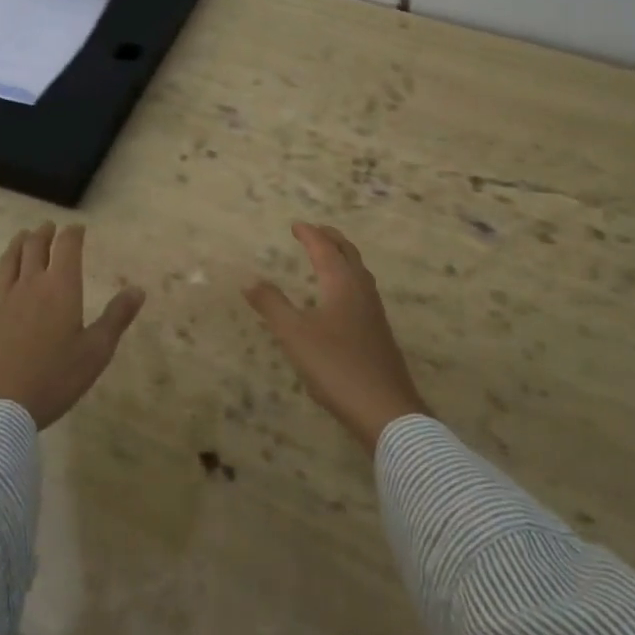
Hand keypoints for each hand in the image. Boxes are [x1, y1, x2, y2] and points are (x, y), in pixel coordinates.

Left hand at [0, 222, 145, 429]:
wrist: (1, 407)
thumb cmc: (55, 378)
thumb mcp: (96, 351)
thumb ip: (117, 317)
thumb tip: (138, 289)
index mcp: (61, 288)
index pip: (67, 247)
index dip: (73, 233)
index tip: (77, 228)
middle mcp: (30, 285)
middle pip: (34, 247)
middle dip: (43, 233)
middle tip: (48, 227)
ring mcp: (2, 301)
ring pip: (8, 262)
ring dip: (17, 245)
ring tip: (22, 237)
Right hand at [244, 222, 430, 454]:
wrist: (385, 409)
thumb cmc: (336, 366)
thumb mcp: (294, 335)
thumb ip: (272, 305)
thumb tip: (249, 280)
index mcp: (342, 283)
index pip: (325, 248)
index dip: (309, 234)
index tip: (296, 225)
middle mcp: (361, 290)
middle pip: (348, 253)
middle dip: (331, 239)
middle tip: (315, 231)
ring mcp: (374, 312)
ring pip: (359, 271)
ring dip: (343, 257)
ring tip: (328, 257)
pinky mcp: (379, 332)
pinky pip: (362, 290)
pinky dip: (348, 279)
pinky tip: (342, 300)